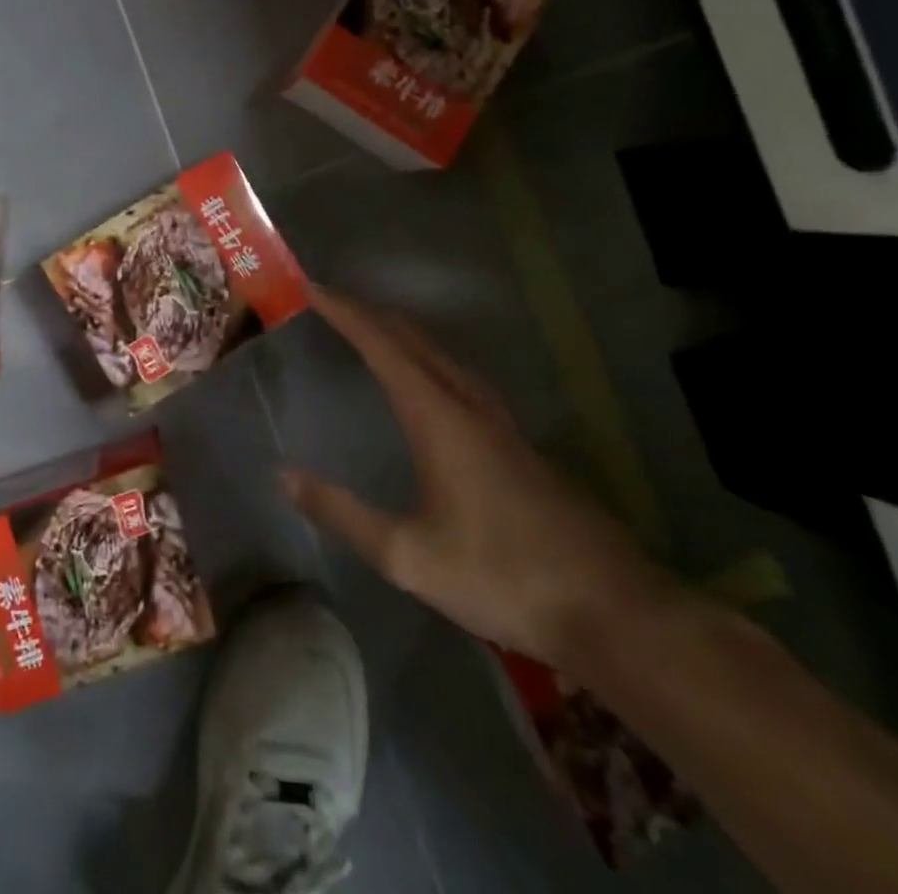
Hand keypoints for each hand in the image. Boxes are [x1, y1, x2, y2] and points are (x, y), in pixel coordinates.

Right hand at [282, 286, 669, 670]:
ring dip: (402, 333)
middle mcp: (470, 405)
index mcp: (439, 417)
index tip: (312, 287)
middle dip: (371, 313)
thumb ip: (342, 513)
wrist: (612, 609)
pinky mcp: (519, 444)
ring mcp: (501, 422)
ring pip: (443, 354)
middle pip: (415, 338)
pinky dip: (429, 358)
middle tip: (332, 302)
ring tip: (372, 329)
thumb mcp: (407, 556)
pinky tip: (430, 382)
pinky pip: (461, 376)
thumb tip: (285, 475)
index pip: (383, 346)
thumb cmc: (501, 577)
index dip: (346, 313)